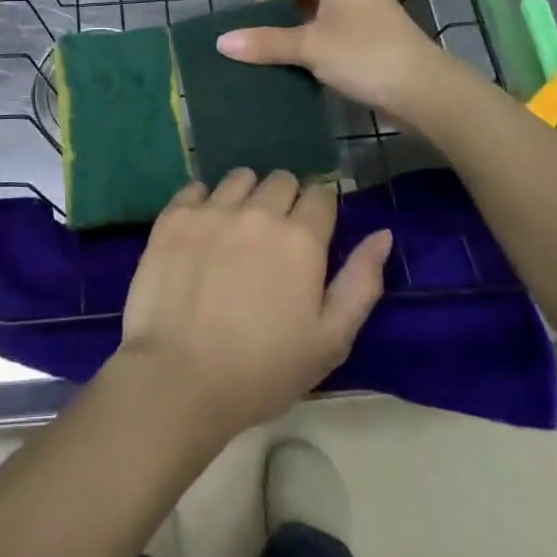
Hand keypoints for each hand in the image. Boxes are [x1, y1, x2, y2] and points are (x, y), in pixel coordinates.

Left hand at [116, 169, 391, 442]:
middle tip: (275, 239)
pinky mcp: (174, 215)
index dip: (320, 211)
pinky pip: (196, 188)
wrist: (180, 378)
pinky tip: (202, 233)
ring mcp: (212, 209)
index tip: (312, 234)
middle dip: (285, 200)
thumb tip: (382, 234)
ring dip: (246, 196)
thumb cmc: (264, 370)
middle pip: (281, 180)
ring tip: (237, 232)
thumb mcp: (330, 340)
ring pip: (239, 178)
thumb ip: (361, 282)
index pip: (321, 195)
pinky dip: (204, 203)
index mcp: (300, 239)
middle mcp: (257, 211)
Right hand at [216, 0, 454, 119]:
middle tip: (260, 45)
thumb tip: (221, 42)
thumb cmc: (364, 57)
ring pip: (324, 21)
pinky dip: (321, 51)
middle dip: (282, 20)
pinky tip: (310, 74)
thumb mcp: (310, 48)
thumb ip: (266, 43)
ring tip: (279, 62)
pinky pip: (340, 39)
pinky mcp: (380, 44)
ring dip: (302, 39)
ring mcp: (371, 18)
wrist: (427, 92)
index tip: (250, 25)